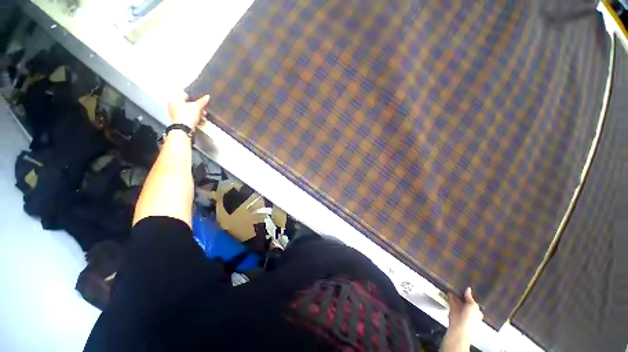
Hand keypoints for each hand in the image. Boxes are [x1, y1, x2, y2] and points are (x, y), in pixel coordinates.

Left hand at [167, 92, 209, 129]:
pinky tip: (199, 120)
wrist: (184, 128)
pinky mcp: (179, 120)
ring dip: (197, 114)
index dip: (195, 98)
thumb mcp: (197, 107)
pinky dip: (194, 118)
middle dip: (198, 108)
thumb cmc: (186, 116)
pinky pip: (188, 117)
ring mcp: (175, 113)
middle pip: (188, 104)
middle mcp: (173, 105)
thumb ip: (202, 101)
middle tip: (203, 110)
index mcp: (175, 98)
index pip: (186, 94)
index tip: (200, 102)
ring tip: (202, 117)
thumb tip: (207, 97)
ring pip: (189, 111)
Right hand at [441, 287, 482, 351]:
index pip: (474, 302)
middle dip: (462, 294)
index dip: (472, 295)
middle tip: (460, 283)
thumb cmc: (470, 319)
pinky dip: (450, 295)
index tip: (468, 286)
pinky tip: (448, 289)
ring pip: (458, 300)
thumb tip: (468, 289)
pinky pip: (451, 301)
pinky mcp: (452, 309)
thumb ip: (470, 298)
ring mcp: (460, 310)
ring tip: (453, 284)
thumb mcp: (473, 306)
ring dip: (455, 294)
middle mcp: (469, 311)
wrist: (459, 329)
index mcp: (477, 311)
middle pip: (466, 301)